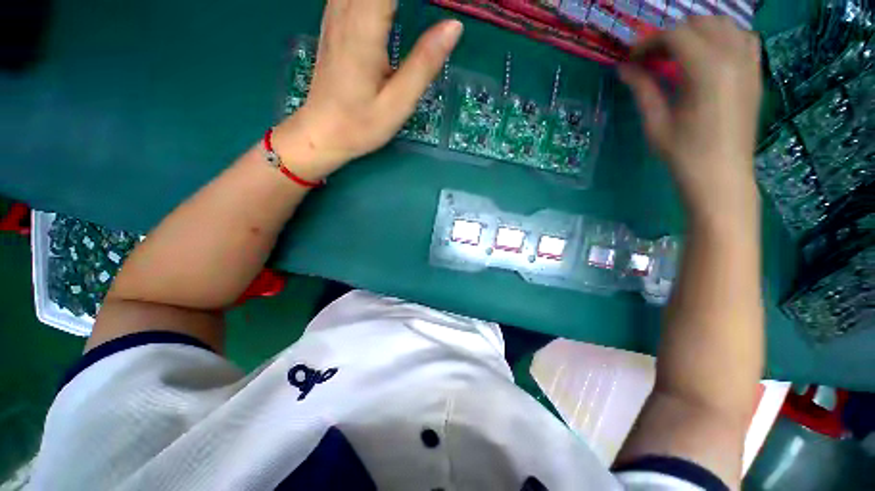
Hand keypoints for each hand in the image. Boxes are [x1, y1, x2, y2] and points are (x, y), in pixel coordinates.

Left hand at [274, 0, 462, 179]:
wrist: (321, 132)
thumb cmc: (360, 124)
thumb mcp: (397, 103)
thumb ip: (424, 64)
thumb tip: (454, 27)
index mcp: (363, 29)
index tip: (441, 7)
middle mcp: (345, 10)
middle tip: (436, 11)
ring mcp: (335, 13)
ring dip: (392, 0)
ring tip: (415, 12)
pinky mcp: (334, 21)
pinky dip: (379, 0)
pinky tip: (391, 10)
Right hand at [619, 17, 761, 215]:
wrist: (721, 175)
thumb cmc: (683, 154)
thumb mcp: (656, 122)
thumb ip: (643, 89)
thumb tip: (624, 68)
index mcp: (707, 70)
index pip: (675, 35)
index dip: (649, 42)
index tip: (632, 58)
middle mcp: (733, 57)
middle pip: (700, 23)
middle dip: (671, 34)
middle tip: (653, 57)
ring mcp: (749, 63)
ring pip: (724, 24)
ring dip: (698, 31)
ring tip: (680, 53)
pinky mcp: (756, 73)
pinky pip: (744, 37)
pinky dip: (724, 37)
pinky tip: (710, 55)